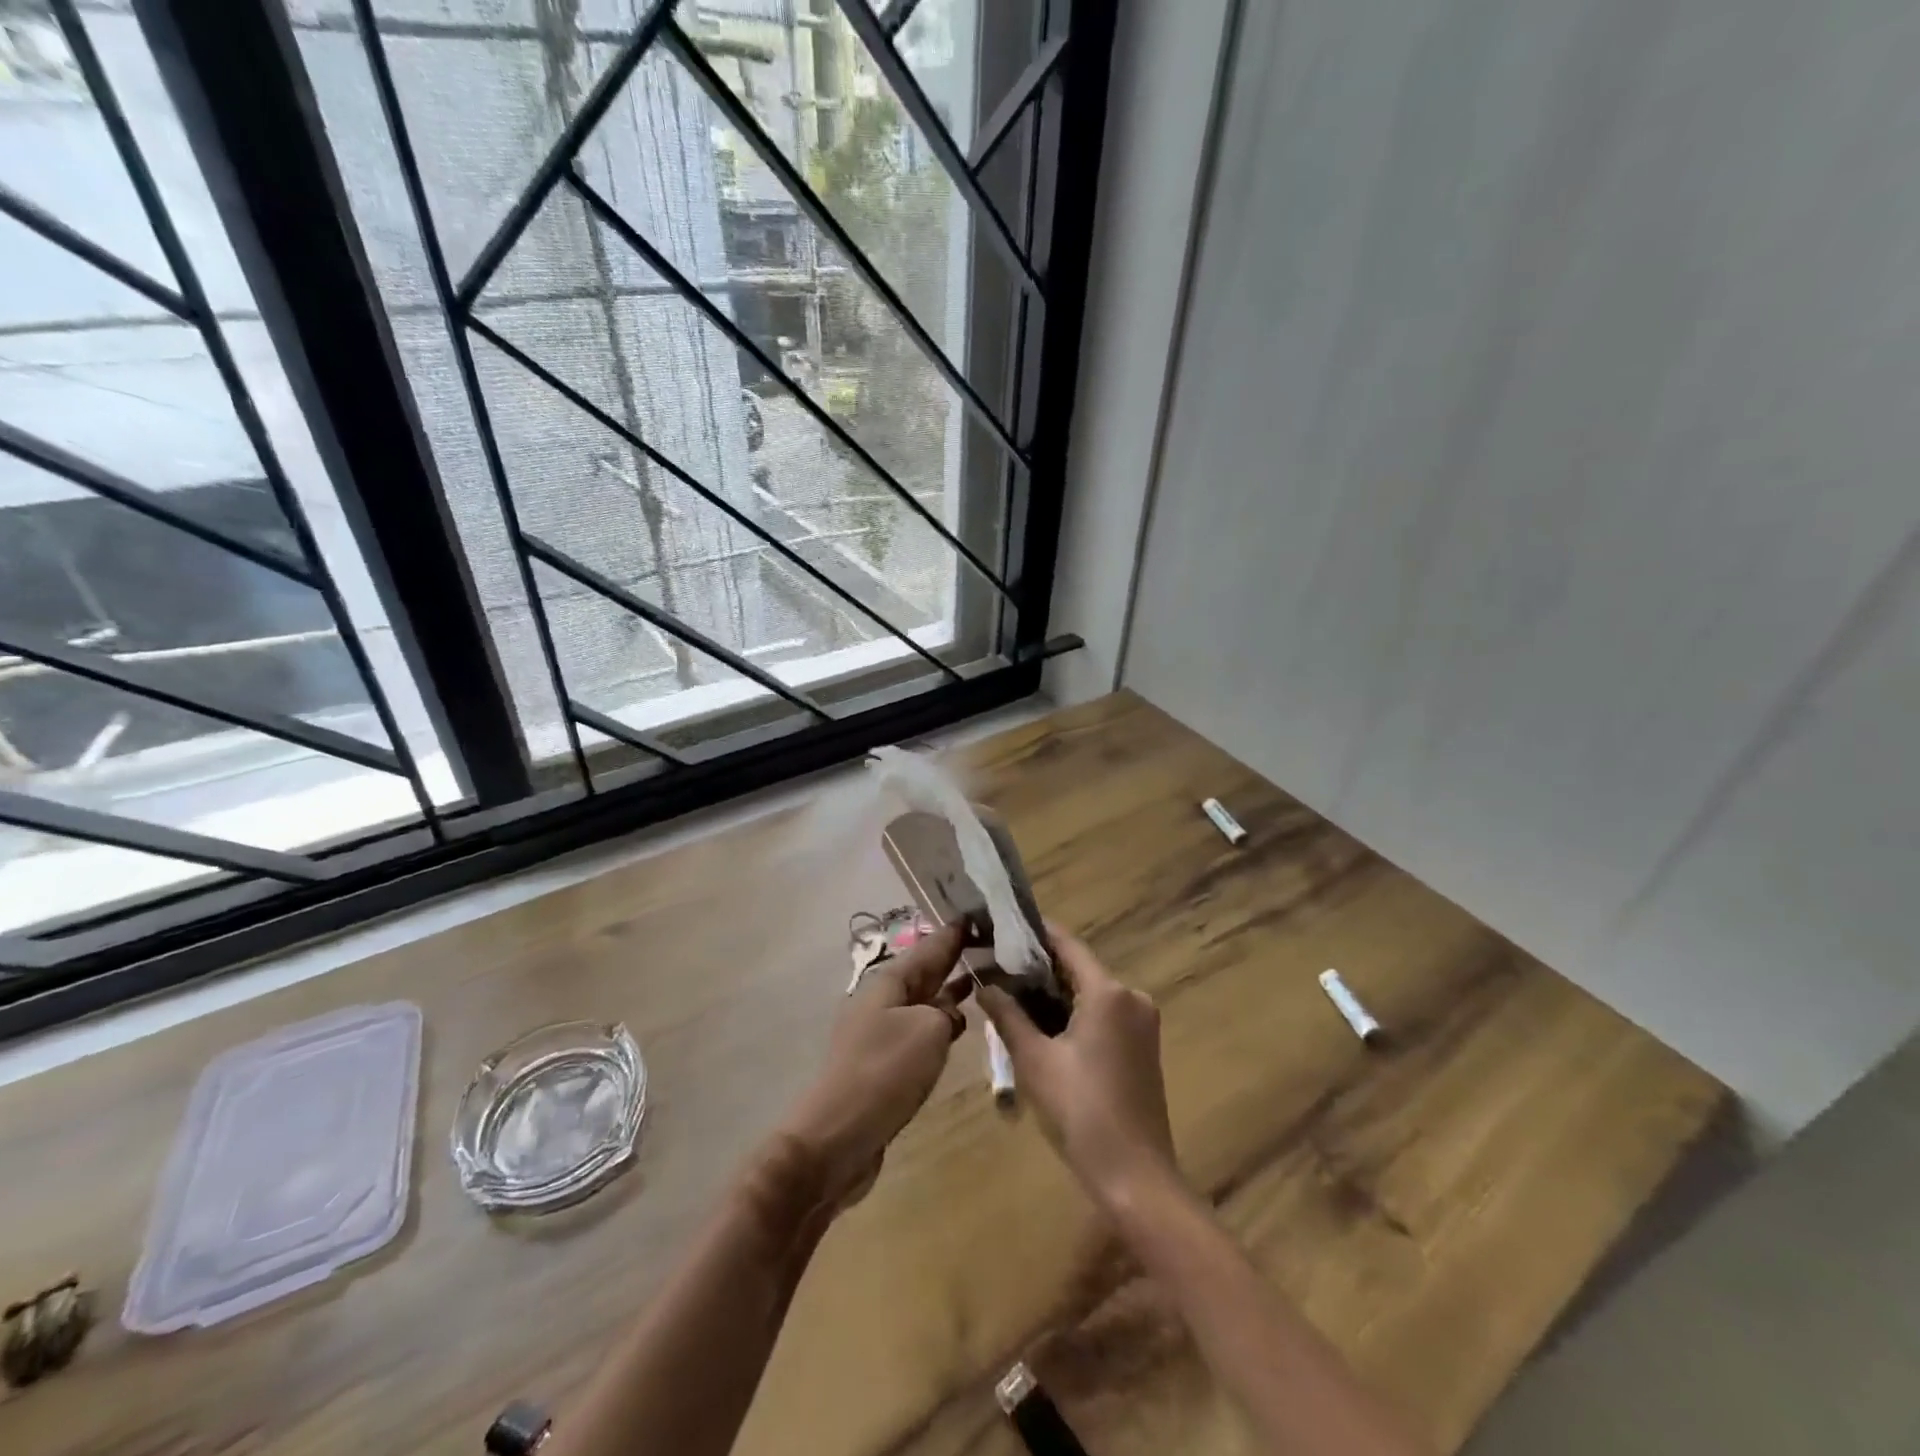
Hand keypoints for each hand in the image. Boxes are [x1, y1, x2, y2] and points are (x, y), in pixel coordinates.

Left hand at [779, 920, 970, 1210]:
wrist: (836, 1137)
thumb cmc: (884, 1073)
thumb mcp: (928, 1031)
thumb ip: (946, 1012)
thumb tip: (949, 1013)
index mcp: (889, 982)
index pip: (930, 946)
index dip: (955, 932)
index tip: (980, 914)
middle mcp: (883, 1000)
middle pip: (925, 971)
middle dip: (954, 957)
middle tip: (990, 942)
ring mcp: (881, 1032)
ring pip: (924, 1000)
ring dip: (950, 989)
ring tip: (984, 978)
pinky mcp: (884, 1063)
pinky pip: (920, 1030)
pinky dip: (942, 1021)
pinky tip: (961, 1025)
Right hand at [978, 924, 1177, 1209]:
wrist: (1135, 1177)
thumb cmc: (1081, 1112)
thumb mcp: (1034, 1060)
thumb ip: (1007, 1015)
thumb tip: (984, 983)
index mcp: (1108, 992)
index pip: (1066, 945)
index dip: (1034, 933)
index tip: (1001, 925)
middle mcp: (1131, 996)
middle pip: (1078, 967)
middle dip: (1037, 966)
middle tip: (995, 964)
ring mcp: (1141, 1021)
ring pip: (1089, 992)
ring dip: (1053, 991)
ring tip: (1009, 992)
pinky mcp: (1142, 1045)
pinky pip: (1102, 1013)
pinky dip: (1072, 1012)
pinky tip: (1041, 1023)